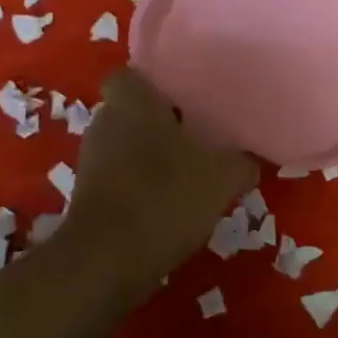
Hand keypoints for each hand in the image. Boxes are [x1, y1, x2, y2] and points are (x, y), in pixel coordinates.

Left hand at [61, 68, 256, 284]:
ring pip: (126, 147)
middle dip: (160, 123)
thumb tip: (250, 161)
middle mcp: (105, 123)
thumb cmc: (165, 196)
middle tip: (197, 135)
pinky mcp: (87, 198)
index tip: (185, 99)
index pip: (132, 76)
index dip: (156, 85)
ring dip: (151, 158)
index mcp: (132, 102)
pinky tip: (171, 205)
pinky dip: (141, 187)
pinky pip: (120, 179)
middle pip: (132, 112)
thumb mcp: (222, 176)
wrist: (107, 261)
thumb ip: (241, 163)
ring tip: (189, 173)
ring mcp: (91, 162)